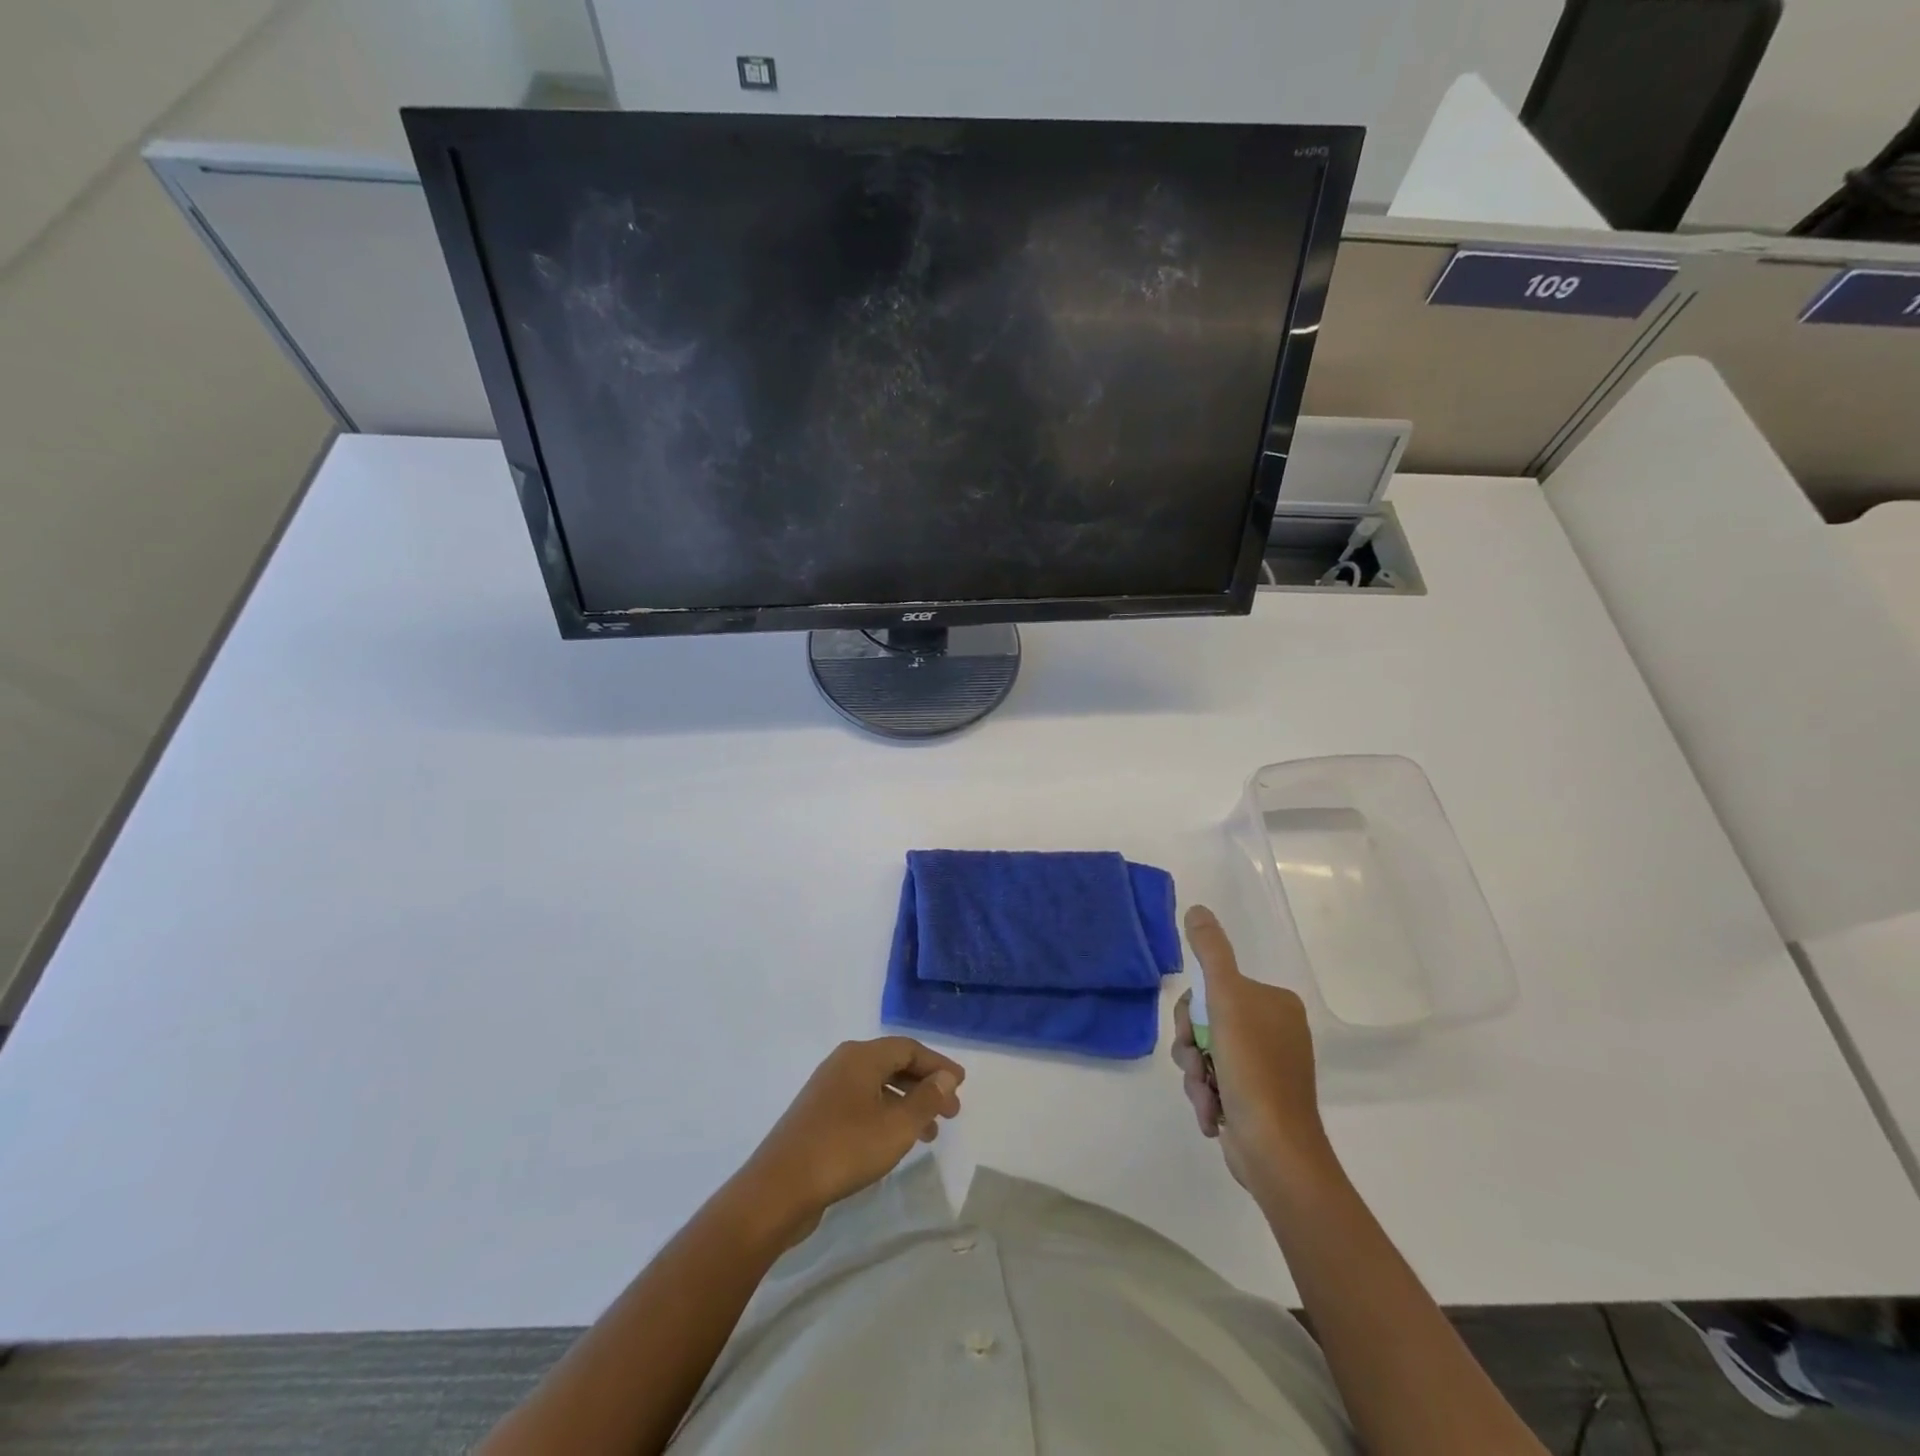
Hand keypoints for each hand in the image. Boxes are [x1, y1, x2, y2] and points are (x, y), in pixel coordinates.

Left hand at [738, 1038, 964, 1237]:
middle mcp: (843, 1064)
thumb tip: (945, 1077)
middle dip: (925, 1086)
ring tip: (930, 1133)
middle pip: (893, 1064)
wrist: (779, 1188)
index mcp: (861, 1057)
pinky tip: (895, 1141)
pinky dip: (886, 1115)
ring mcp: (827, 1090)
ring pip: (878, 1087)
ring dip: (907, 1104)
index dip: (937, 1065)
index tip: (961, 1085)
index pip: (908, 1048)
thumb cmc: (844, 1149)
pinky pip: (863, 1104)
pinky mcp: (818, 1116)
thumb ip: (925, 1099)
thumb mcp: (896, 1126)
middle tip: (951, 1112)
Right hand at [1171, 905, 1329, 1199]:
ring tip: (1205, 1097)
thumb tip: (1196, 909)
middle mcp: (1275, 1031)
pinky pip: (1216, 1083)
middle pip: (1206, 1022)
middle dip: (1191, 1047)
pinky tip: (1212, 1113)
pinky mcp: (1257, 1101)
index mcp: (1275, 1004)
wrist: (1275, 1152)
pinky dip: (1207, 1097)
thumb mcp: (1226, 1000)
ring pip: (1205, 1055)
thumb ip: (1210, 953)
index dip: (1191, 1011)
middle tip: (1194, 1064)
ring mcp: (1267, 1068)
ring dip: (1194, 1075)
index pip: (1213, 989)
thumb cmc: (1253, 1069)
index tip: (1190, 1033)